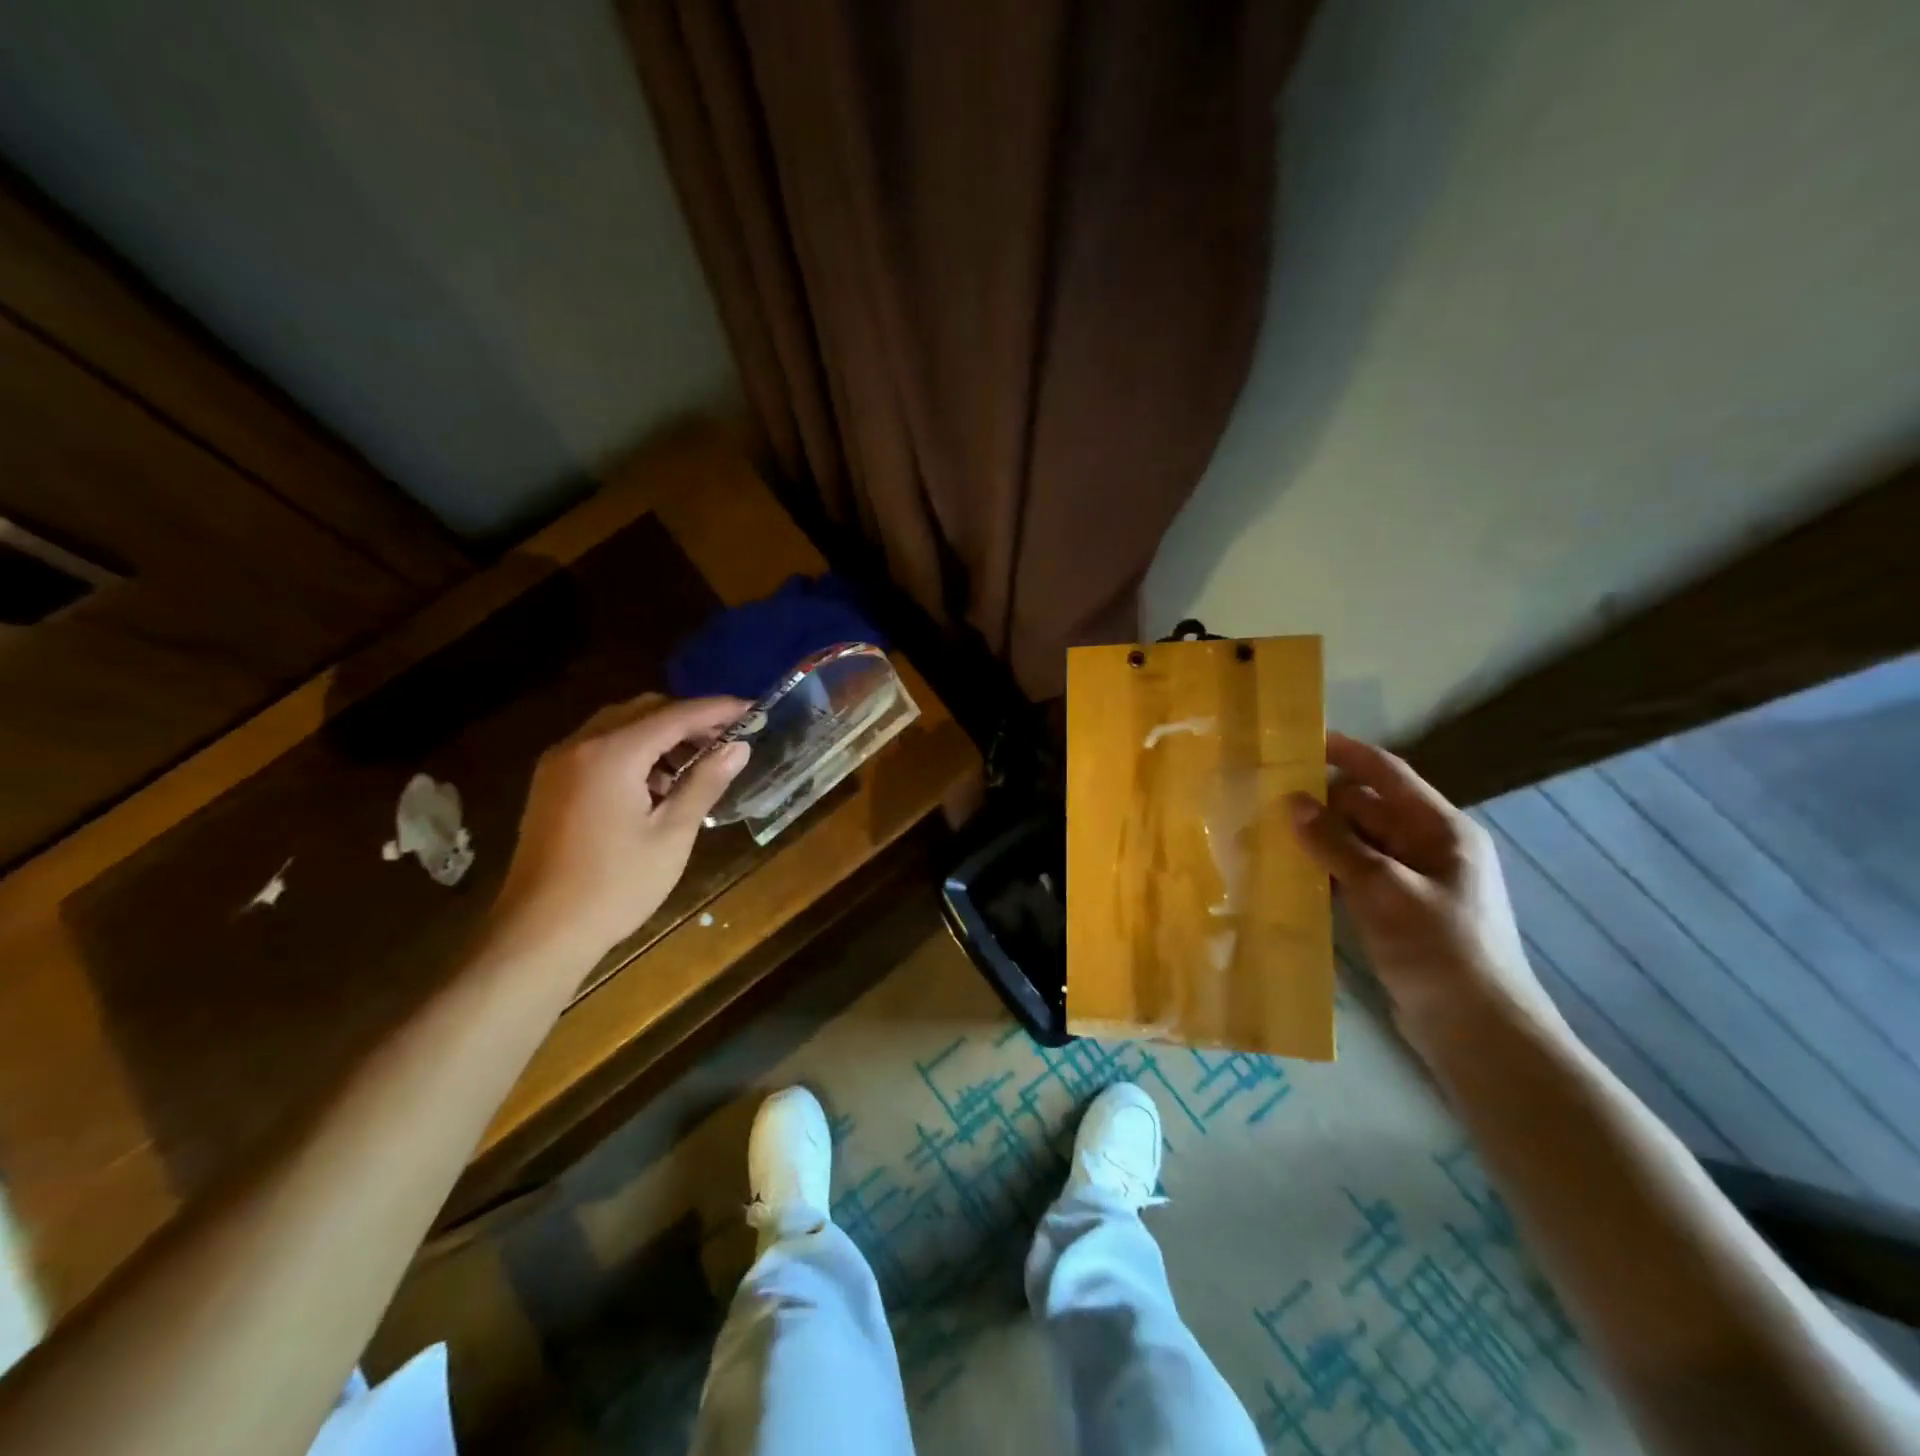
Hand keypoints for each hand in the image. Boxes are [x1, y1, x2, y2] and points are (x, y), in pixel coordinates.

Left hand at [491, 694, 750, 959]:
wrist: (539, 933)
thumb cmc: (615, 886)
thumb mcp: (672, 835)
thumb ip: (705, 783)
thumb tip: (738, 747)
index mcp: (612, 754)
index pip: (675, 714)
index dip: (718, 709)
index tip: (753, 709)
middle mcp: (580, 745)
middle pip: (644, 710)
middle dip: (689, 718)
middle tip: (728, 739)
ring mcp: (560, 763)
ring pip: (620, 725)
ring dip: (662, 733)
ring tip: (699, 763)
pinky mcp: (552, 783)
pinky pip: (601, 746)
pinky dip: (635, 749)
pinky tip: (658, 782)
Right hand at [1287, 733, 1560, 1056]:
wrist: (1478, 1032)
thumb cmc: (1440, 950)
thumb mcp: (1385, 891)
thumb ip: (1337, 845)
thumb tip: (1292, 802)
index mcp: (1441, 831)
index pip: (1388, 774)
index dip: (1347, 753)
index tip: (1301, 740)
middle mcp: (1428, 848)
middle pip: (1366, 809)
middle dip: (1320, 802)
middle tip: (1264, 797)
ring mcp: (1412, 881)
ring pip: (1356, 844)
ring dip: (1318, 839)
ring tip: (1265, 832)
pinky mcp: (1396, 911)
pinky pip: (1354, 876)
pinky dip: (1325, 871)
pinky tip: (1289, 876)